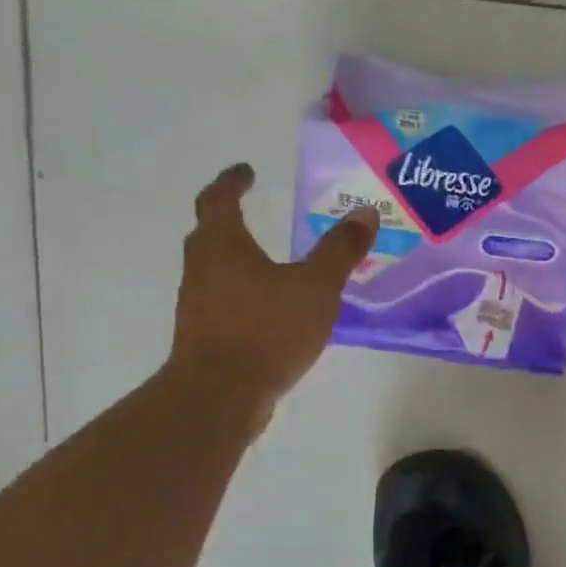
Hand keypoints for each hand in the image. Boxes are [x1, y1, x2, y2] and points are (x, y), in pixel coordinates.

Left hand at [167, 163, 377, 423]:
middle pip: (212, 233)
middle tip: (260, 211)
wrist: (221, 395)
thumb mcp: (316, 286)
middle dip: (233, 218)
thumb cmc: (266, 329)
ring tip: (277, 260)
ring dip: (242, 258)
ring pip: (219, 268)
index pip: (219, 199)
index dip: (233, 182)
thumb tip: (365, 212)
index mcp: (222, 245)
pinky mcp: (208, 333)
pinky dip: (249, 291)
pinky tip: (277, 306)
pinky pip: (229, 299)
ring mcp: (201, 303)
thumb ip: (340, 250)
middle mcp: (202, 268)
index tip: (247, 171)